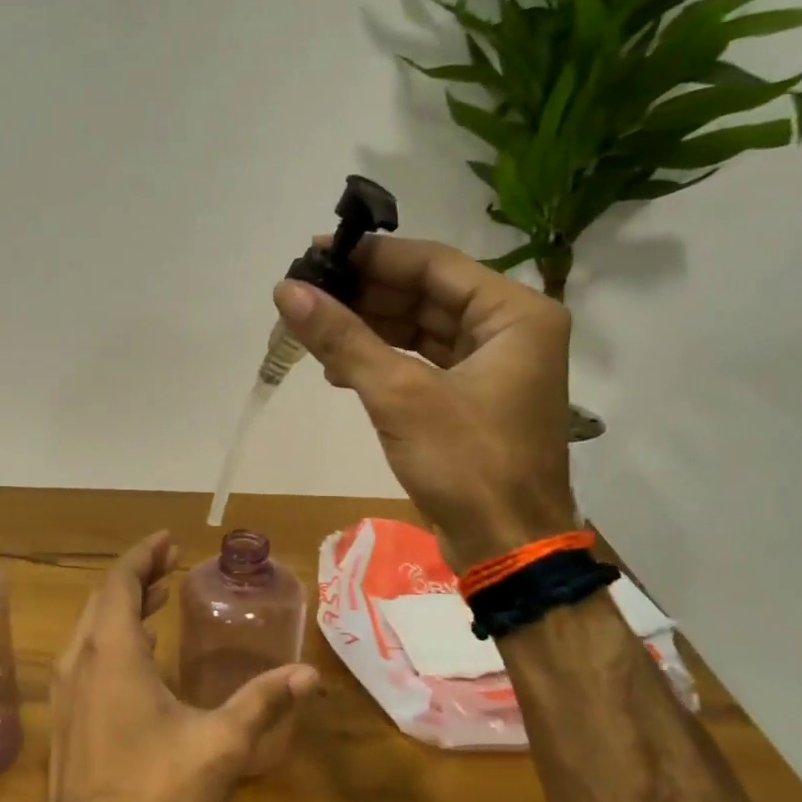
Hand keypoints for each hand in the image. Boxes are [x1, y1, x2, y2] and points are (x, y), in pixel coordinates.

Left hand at [45, 531, 317, 801]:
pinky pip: (86, 657)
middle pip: (102, 600)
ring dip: (121, 607)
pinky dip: (111, 638)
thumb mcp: (219, 745)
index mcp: (111, 653)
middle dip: (135, 576)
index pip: (120, 581)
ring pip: (90, 629)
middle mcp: (80, 662)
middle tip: (168, 564)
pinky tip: (139, 658)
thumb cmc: (153, 794)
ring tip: (155, 598)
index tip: (168, 540)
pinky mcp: (64, 720)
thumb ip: (262, 703)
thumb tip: (307, 674)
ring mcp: (65, 693)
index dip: (143, 555)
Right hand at [274, 235, 576, 569]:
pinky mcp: (472, 400)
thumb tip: (287, 291)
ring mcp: (493, 367)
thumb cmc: (467, 464)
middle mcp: (511, 331)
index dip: (372, 256)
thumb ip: (343, 338)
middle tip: (306, 292)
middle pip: (427, 294)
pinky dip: (382, 361)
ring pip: (421, 330)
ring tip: (313, 327)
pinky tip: (339, 368)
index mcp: (515, 314)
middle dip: (365, 294)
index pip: (434, 264)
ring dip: (369, 328)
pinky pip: (422, 363)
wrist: (507, 549)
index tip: (316, 252)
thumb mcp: (399, 395)